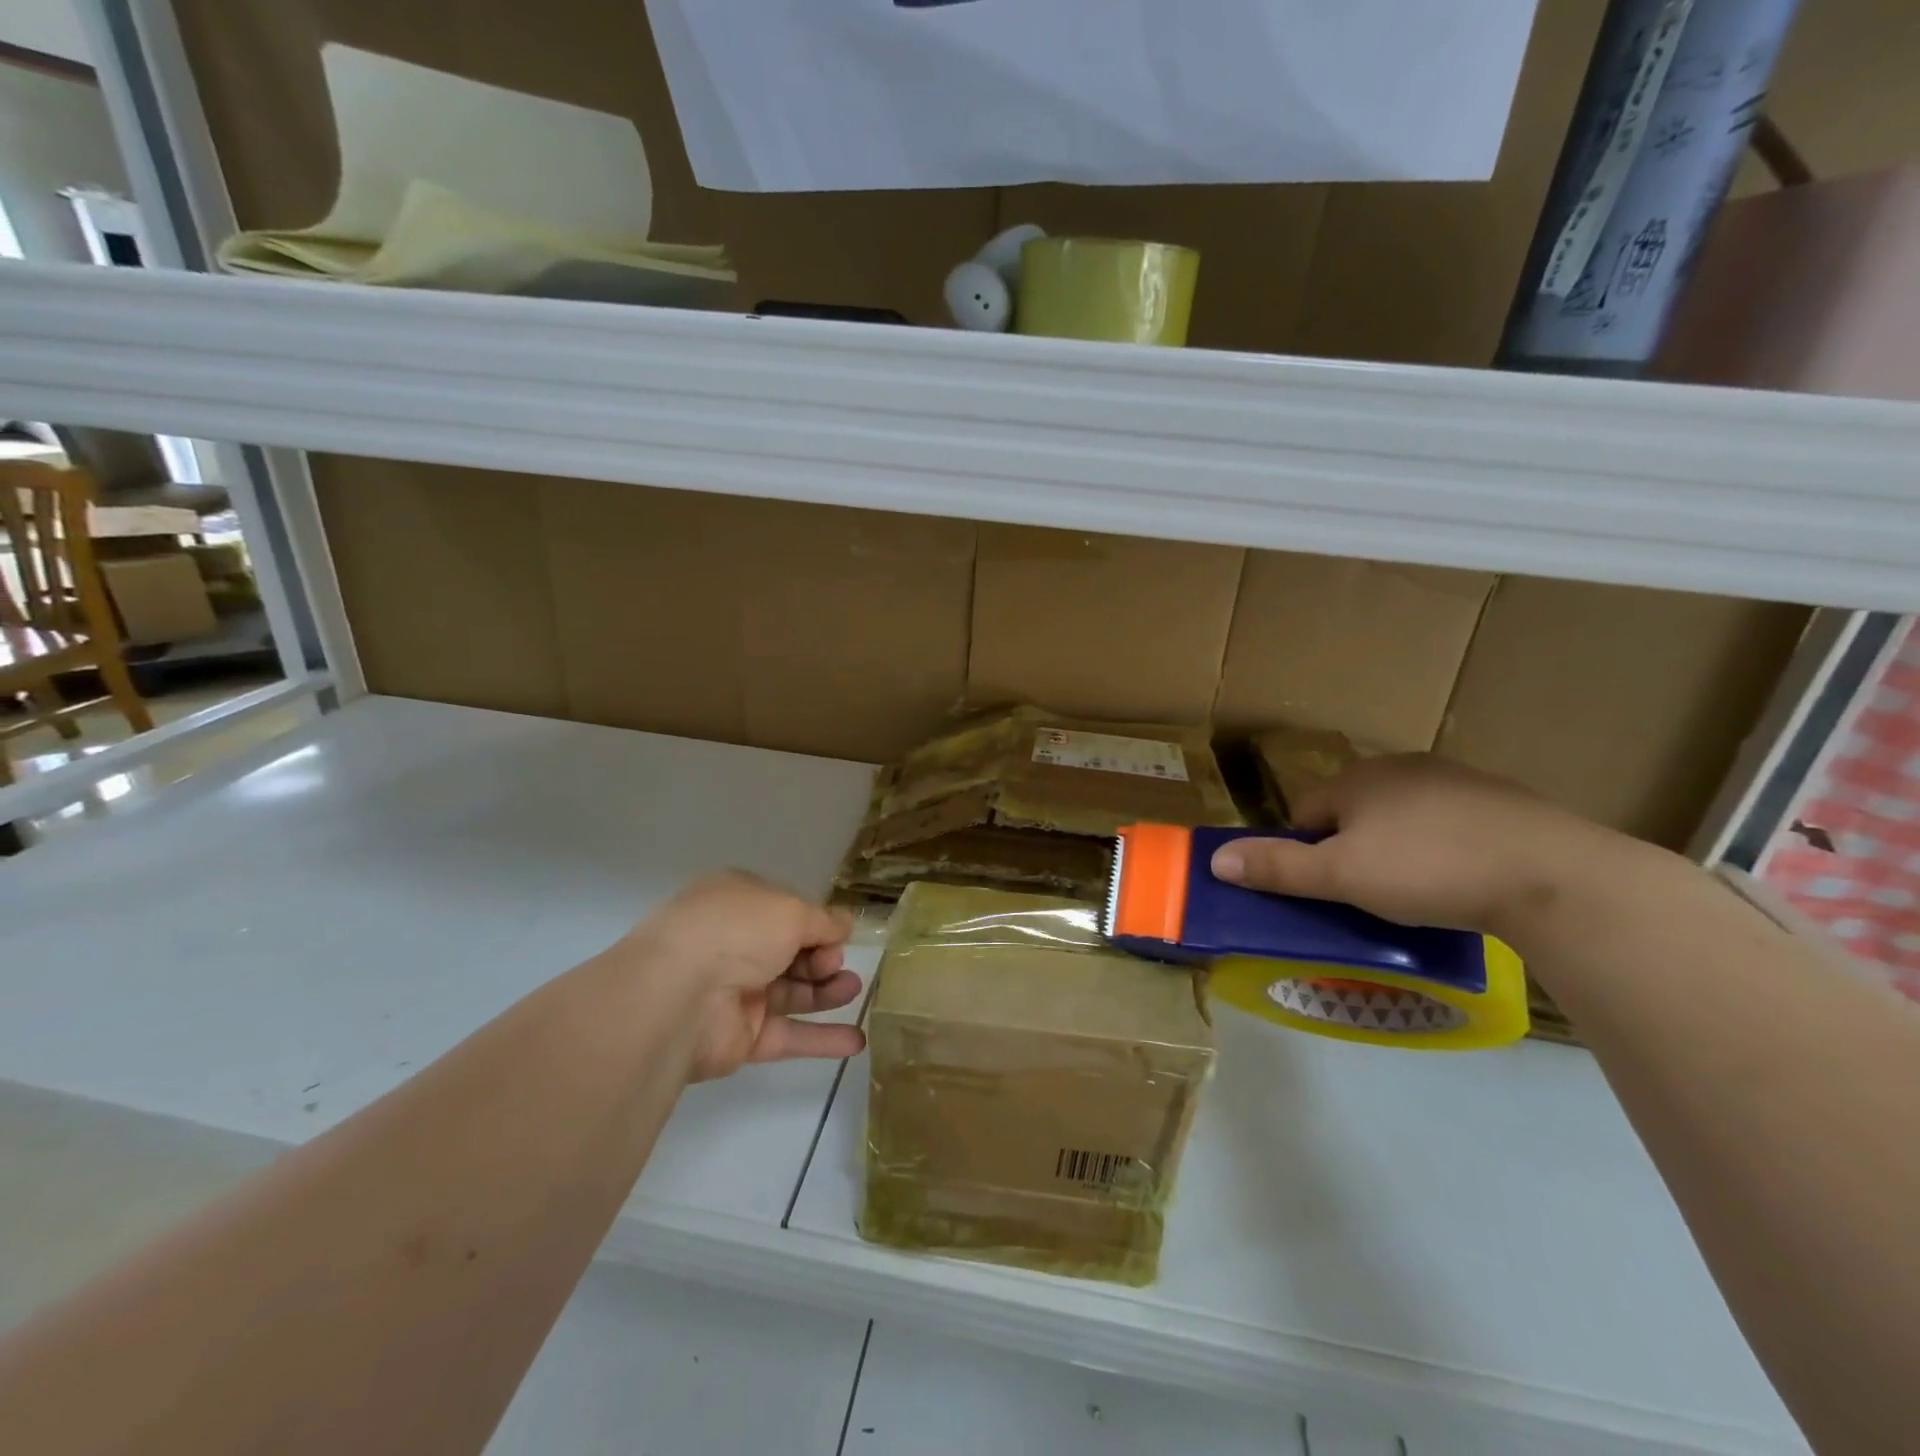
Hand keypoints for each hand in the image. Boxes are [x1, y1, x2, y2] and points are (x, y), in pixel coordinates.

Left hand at [622, 872, 865, 1081]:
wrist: (678, 996)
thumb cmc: (736, 932)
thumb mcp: (791, 910)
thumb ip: (824, 920)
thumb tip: (846, 924)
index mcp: (739, 903)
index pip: (787, 911)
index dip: (817, 923)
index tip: (839, 935)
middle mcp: (736, 944)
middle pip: (793, 952)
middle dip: (823, 957)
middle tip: (834, 964)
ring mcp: (737, 992)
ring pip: (793, 992)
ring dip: (828, 992)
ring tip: (854, 992)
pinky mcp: (742, 1037)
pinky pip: (789, 1035)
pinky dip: (822, 1038)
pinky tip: (857, 1041)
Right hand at [1209, 754, 1623, 935]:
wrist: (1553, 875)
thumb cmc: (1427, 869)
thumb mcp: (1340, 877)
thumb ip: (1277, 867)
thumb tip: (1214, 860)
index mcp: (1358, 779)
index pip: (1307, 811)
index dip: (1306, 851)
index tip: (1328, 888)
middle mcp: (1402, 767)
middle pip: (1354, 812)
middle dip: (1353, 849)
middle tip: (1370, 895)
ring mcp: (1457, 780)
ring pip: (1403, 818)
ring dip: (1399, 848)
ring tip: (1420, 891)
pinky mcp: (1504, 802)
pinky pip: (1451, 824)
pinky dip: (1446, 848)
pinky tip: (1464, 880)